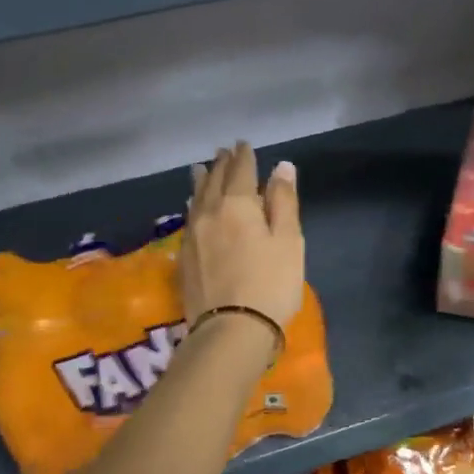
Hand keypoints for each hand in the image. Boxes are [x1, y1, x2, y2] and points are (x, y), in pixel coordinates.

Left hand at [182, 143, 304, 335]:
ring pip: (196, 198)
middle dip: (221, 164)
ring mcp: (192, 235)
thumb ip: (283, 202)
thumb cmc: (270, 283)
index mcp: (237, 204)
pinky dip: (193, 205)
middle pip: (214, 181)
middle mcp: (209, 212)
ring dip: (201, 180)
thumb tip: (281, 167)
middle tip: (224, 151)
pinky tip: (193, 207)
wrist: (231, 328)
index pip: (241, 171)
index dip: (244, 157)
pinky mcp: (185, 257)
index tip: (244, 145)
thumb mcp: (288, 241)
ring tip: (201, 169)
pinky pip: (188, 219)